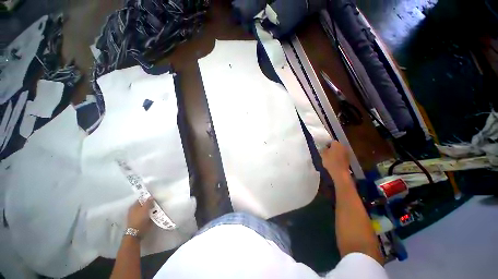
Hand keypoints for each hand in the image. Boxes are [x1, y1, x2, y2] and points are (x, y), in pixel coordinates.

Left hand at [127, 197, 153, 236]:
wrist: (137, 232)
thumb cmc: (140, 219)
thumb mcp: (145, 209)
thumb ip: (148, 202)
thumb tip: (151, 196)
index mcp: (134, 206)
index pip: (141, 199)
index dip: (147, 197)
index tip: (154, 197)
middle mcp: (135, 210)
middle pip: (144, 204)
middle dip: (150, 203)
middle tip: (157, 202)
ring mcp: (138, 215)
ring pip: (146, 209)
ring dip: (152, 209)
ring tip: (158, 207)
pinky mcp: (141, 220)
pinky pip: (147, 214)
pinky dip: (151, 213)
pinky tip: (156, 213)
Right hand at [321, 141, 350, 178]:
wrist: (339, 172)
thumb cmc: (330, 161)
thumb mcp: (323, 154)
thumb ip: (323, 149)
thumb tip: (324, 147)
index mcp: (336, 144)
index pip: (331, 141)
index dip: (326, 145)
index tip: (323, 149)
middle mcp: (343, 146)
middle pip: (336, 146)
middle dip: (331, 148)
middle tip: (326, 153)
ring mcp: (347, 152)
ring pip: (339, 151)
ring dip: (335, 153)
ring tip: (329, 158)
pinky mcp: (348, 159)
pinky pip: (341, 156)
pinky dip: (338, 157)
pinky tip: (334, 161)